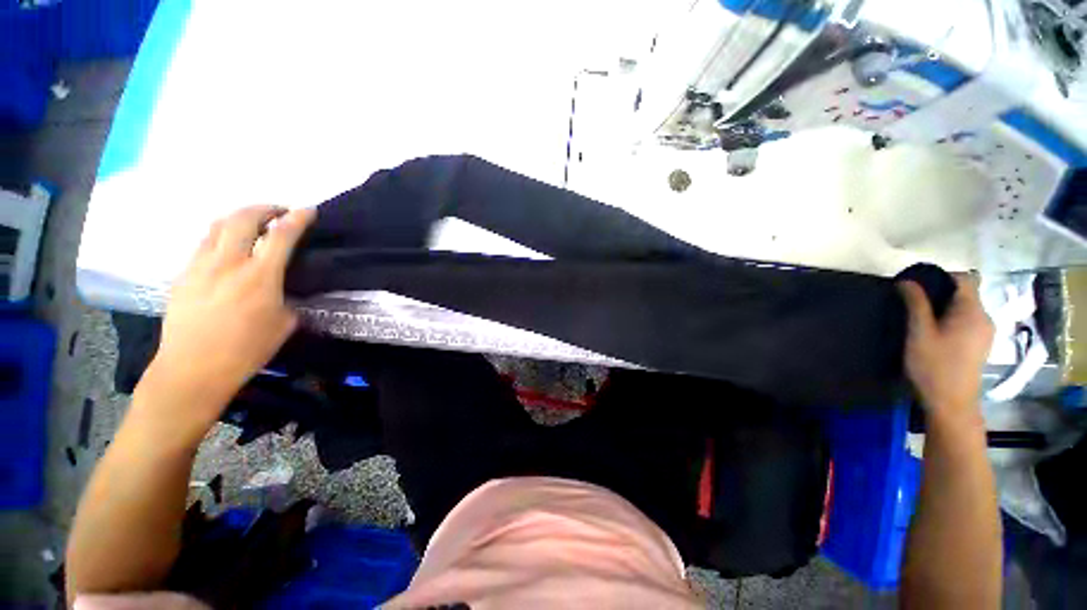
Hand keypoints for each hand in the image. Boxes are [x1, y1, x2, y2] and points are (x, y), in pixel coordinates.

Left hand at [147, 205, 315, 420]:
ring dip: (240, 218)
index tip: (308, 210)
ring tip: (253, 225)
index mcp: (259, 277)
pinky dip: (221, 236)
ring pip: (218, 225)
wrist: (192, 369)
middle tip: (279, 213)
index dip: (298, 218)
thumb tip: (284, 289)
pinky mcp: (183, 275)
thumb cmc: (246, 351)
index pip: (281, 235)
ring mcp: (200, 266)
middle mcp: (228, 263)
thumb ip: (287, 298)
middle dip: (265, 208)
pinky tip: (229, 249)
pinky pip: (204, 244)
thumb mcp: (284, 324)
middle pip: (243, 218)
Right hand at [898, 274, 993, 423]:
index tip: (917, 286)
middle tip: (913, 304)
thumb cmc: (934, 366)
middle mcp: (985, 318)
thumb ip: (916, 304)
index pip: (964, 278)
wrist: (952, 404)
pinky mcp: (981, 344)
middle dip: (941, 293)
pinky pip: (968, 321)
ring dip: (945, 308)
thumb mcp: (919, 333)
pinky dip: (952, 319)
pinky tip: (936, 334)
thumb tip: (907, 281)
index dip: (941, 276)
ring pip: (966, 308)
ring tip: (922, 320)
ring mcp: (985, 333)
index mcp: (972, 311)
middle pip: (966, 293)